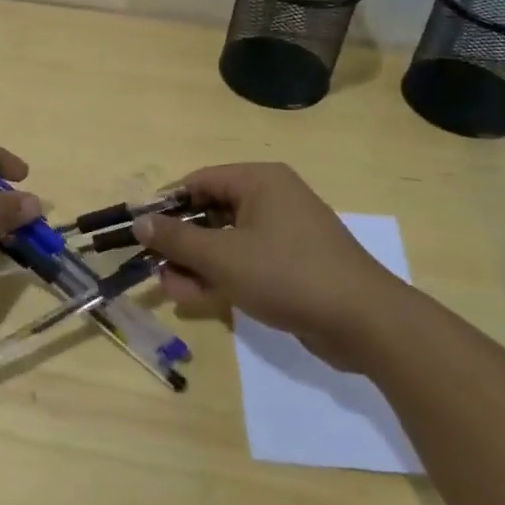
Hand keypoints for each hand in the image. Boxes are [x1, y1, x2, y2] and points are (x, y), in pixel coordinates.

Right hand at [132, 163, 407, 370]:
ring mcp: (284, 233)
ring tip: (175, 291)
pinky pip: (246, 261)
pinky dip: (222, 276)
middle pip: (210, 212)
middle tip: (156, 268)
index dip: (166, 205)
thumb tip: (139, 222)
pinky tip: (199, 299)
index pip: (198, 181)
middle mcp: (272, 199)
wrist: (365, 323)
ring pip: (226, 241)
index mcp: (259, 181)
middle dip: (181, 243)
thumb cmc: (288, 274)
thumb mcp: (223, 257)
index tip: (141, 232)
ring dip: (196, 265)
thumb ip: (177, 240)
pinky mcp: (292, 264)